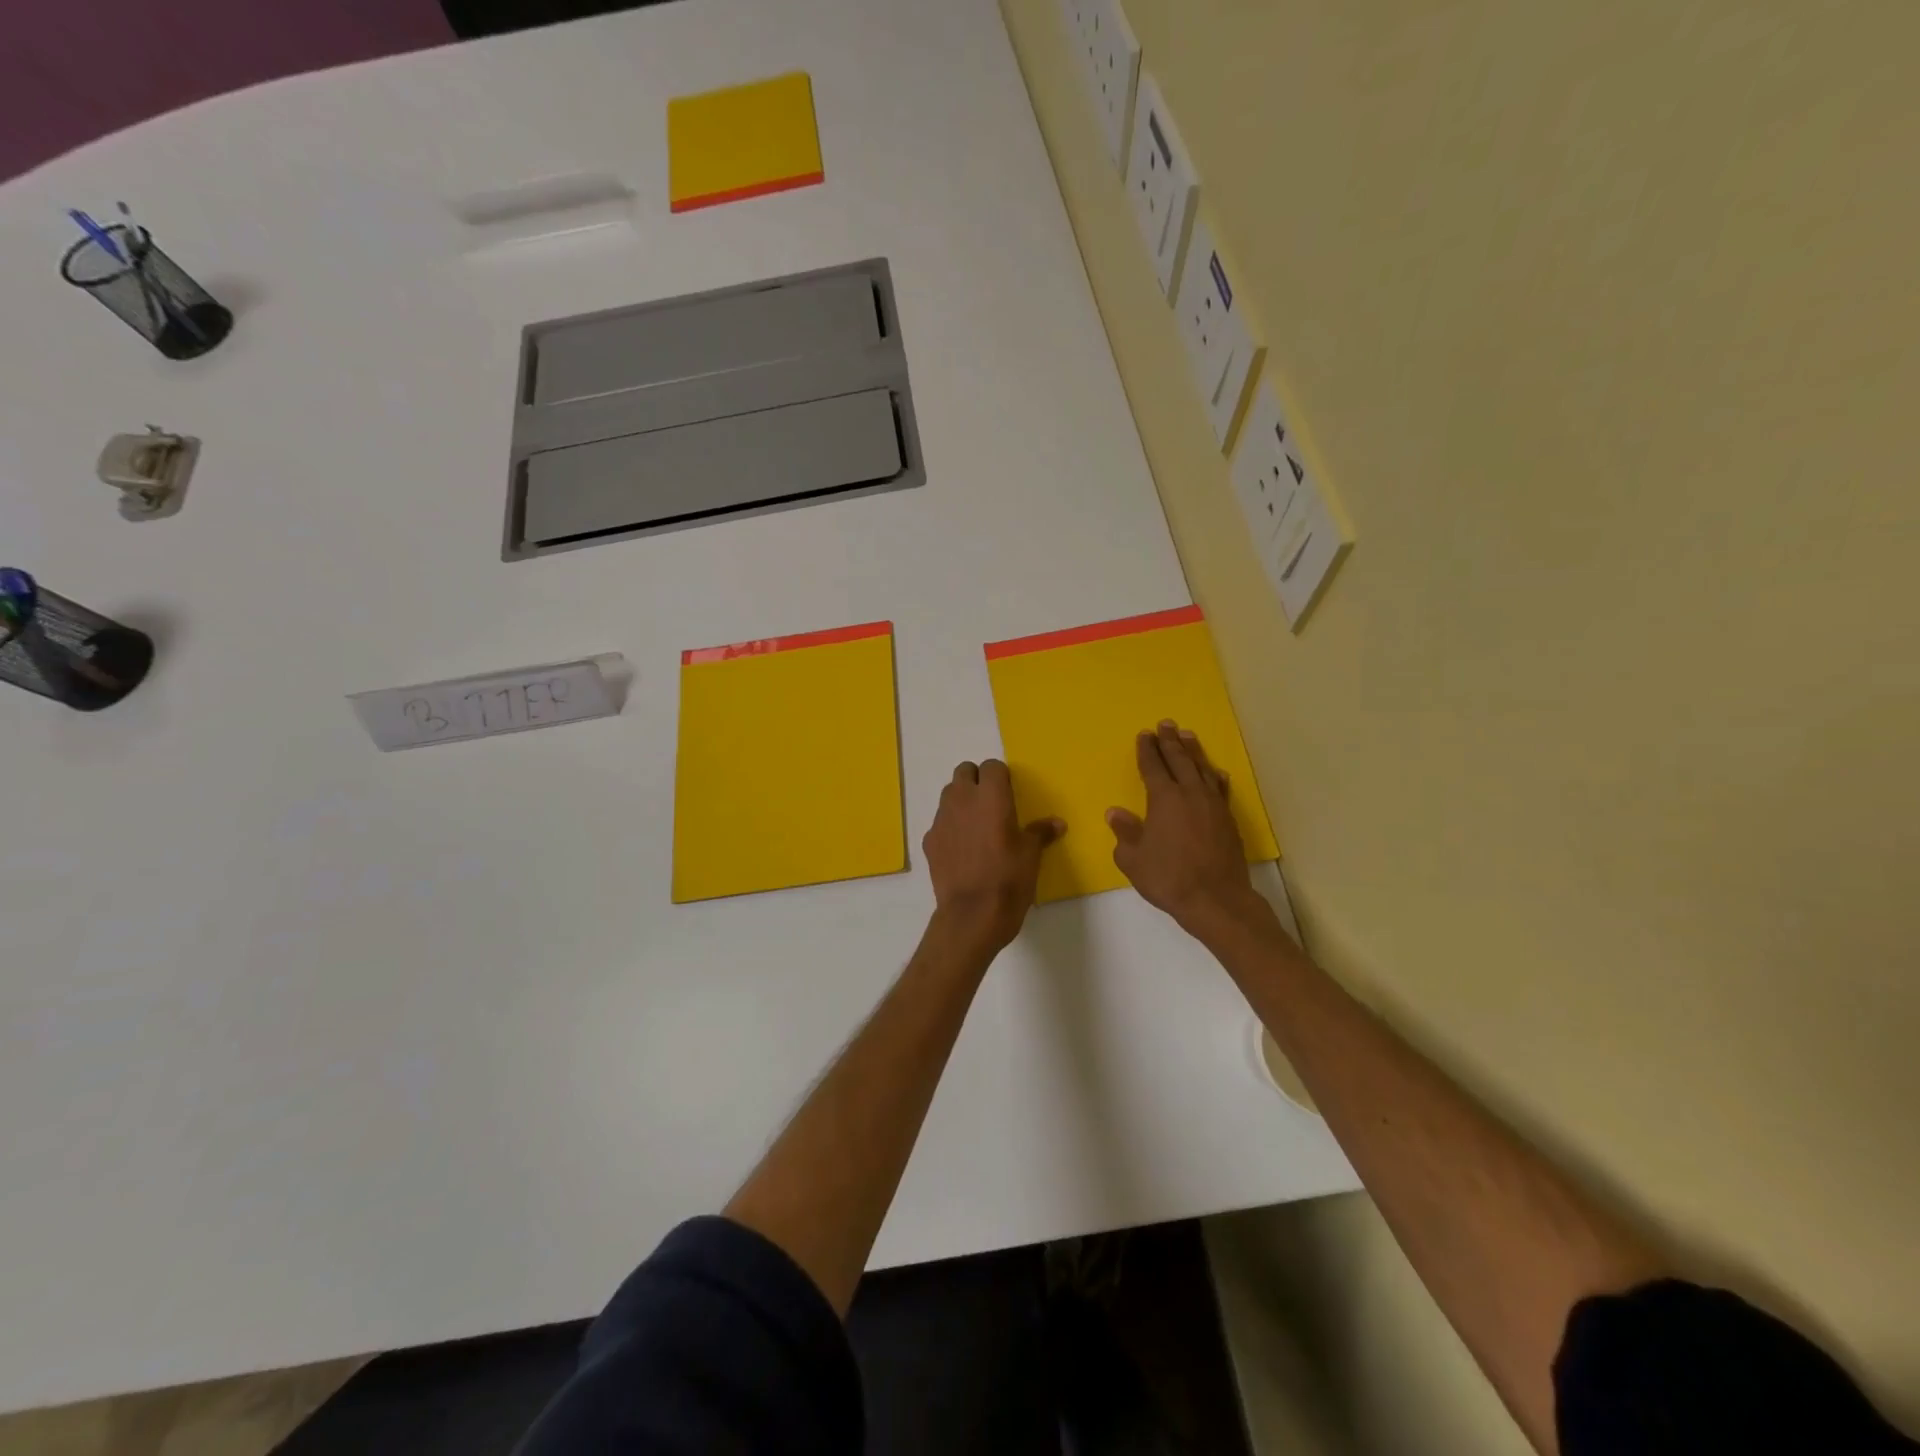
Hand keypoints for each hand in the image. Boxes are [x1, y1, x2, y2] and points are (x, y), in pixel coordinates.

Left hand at [923, 760, 1063, 953]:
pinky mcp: (929, 841)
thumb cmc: (1008, 878)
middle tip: (992, 804)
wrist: (972, 914)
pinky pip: (940, 823)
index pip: (992, 766)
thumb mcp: (1031, 855)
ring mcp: (941, 819)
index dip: (1001, 777)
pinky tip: (962, 850)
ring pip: (948, 795)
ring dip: (961, 801)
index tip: (1010, 794)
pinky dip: (950, 828)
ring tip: (977, 826)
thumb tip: (1056, 823)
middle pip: (964, 772)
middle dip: (977, 781)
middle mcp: (962, 799)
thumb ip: (1040, 832)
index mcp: (990, 796)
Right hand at [1108, 721, 1260, 933]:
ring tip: (1187, 736)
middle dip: (1170, 741)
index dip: (1147, 750)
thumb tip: (1116, 813)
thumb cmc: (1169, 878)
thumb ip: (1125, 833)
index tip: (1144, 734)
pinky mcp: (1228, 819)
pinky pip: (1220, 788)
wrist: (1216, 899)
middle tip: (1166, 724)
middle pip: (1179, 760)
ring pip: (1202, 769)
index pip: (1153, 766)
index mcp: (1164, 798)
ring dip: (1193, 751)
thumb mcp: (1133, 859)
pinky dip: (1215, 776)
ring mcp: (1213, 805)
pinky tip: (1216, 772)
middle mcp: (1190, 794)